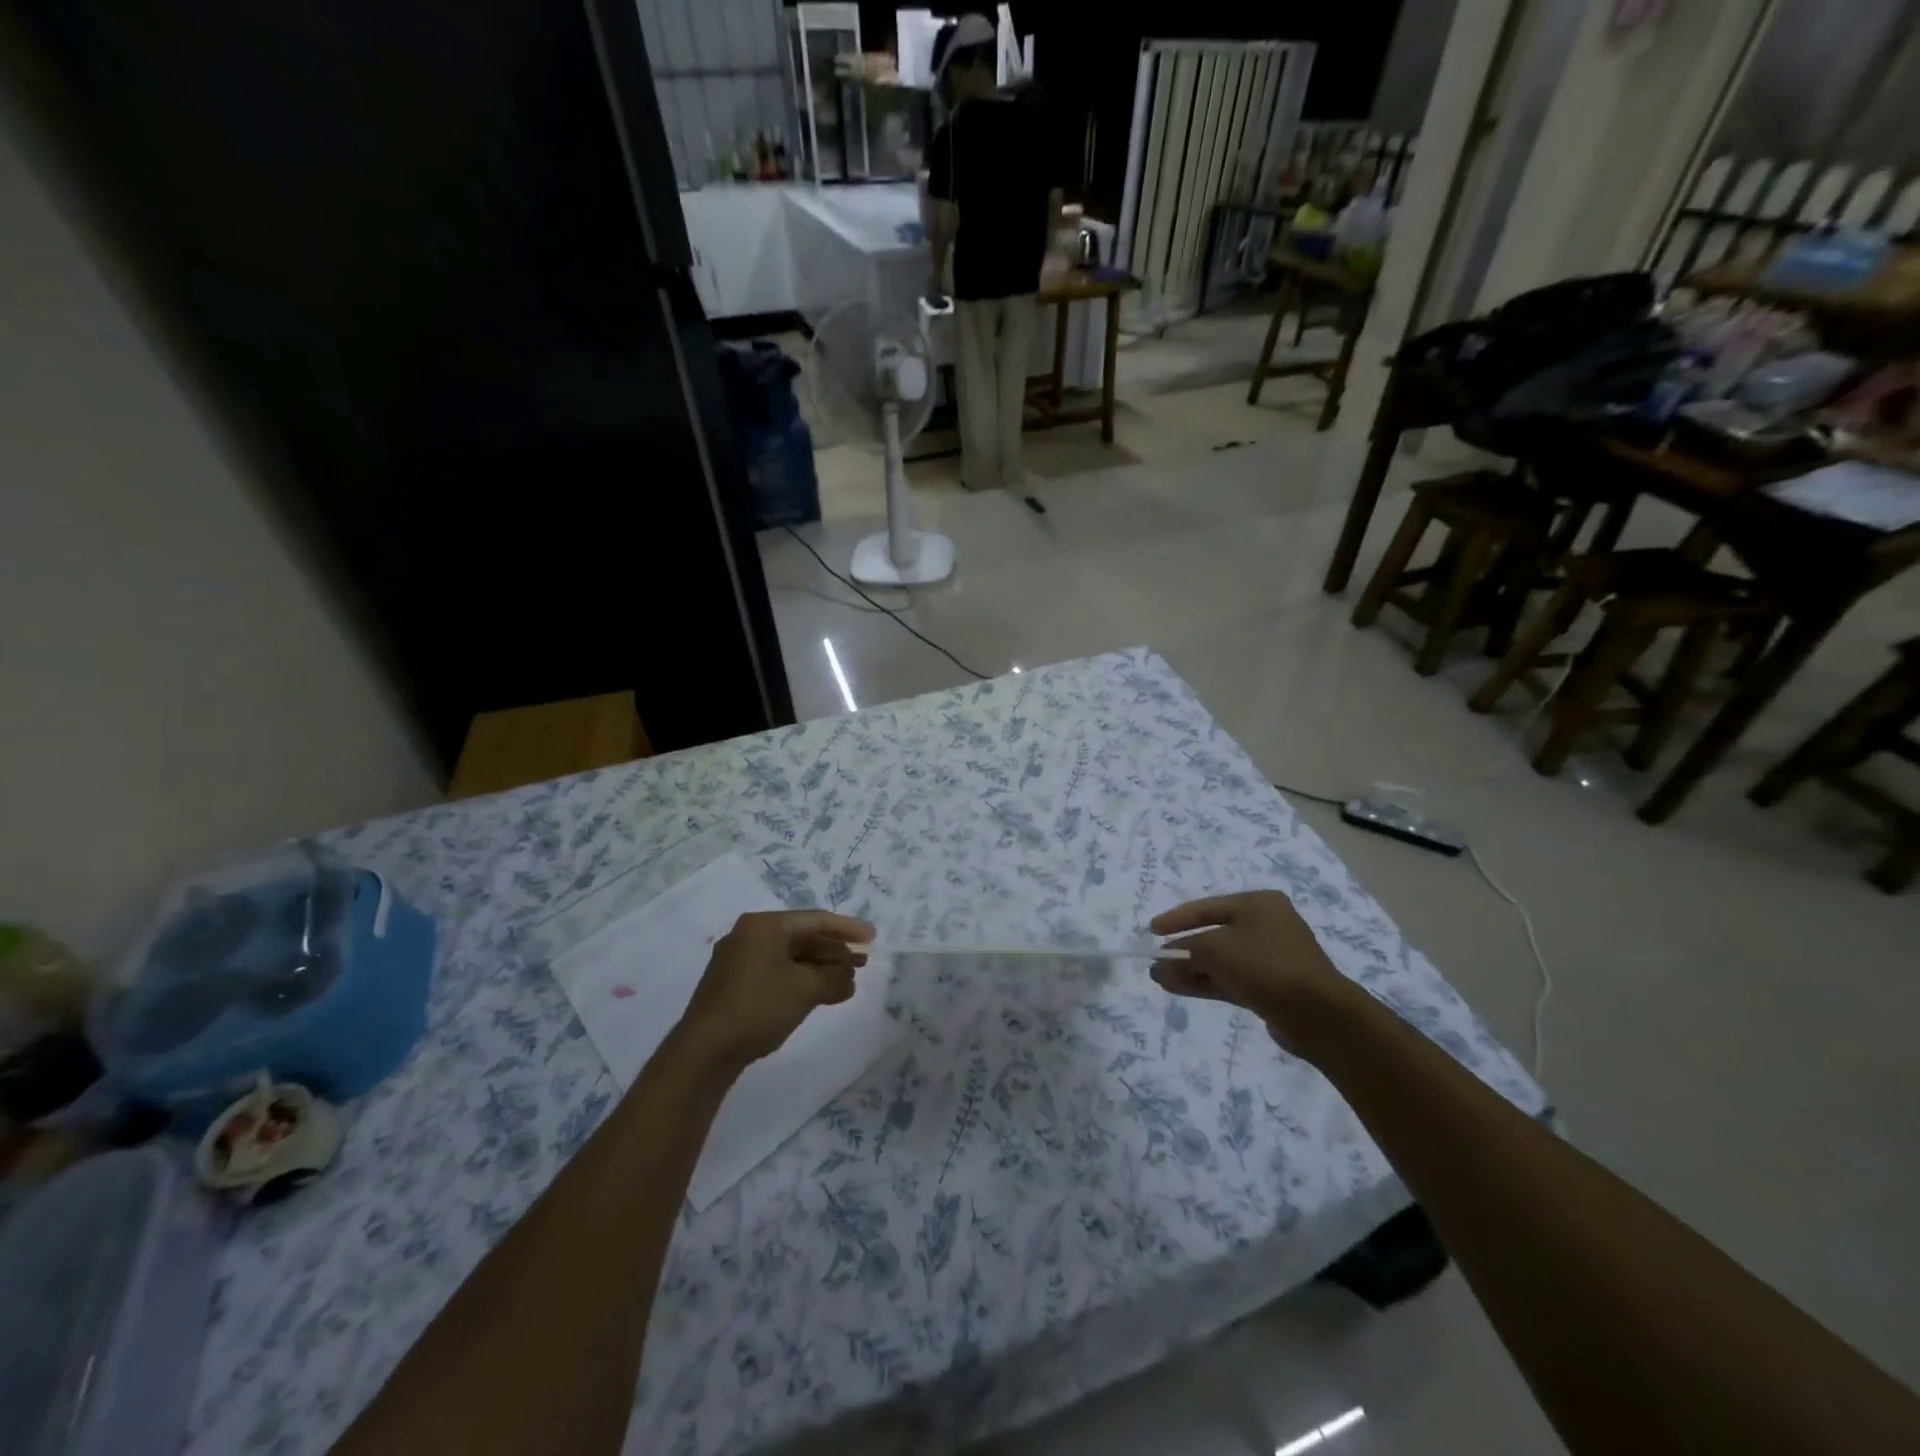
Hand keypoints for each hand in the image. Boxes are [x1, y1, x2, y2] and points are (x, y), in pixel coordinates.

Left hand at [674, 910, 874, 1074]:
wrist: (704, 1051)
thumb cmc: (758, 1007)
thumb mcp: (805, 989)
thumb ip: (834, 978)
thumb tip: (849, 977)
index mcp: (764, 925)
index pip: (815, 920)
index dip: (847, 929)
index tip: (872, 937)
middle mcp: (750, 935)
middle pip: (802, 937)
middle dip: (834, 951)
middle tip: (863, 962)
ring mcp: (740, 961)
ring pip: (790, 957)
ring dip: (820, 969)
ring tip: (848, 981)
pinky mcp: (735, 985)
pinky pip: (777, 973)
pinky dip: (801, 980)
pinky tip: (822, 995)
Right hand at [1148, 891, 1355, 1043]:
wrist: (1317, 1013)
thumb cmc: (1264, 964)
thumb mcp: (1214, 949)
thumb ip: (1185, 952)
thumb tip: (1161, 963)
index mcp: (1258, 904)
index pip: (1207, 907)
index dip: (1176, 919)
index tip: (1151, 931)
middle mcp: (1267, 926)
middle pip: (1214, 935)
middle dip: (1183, 950)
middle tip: (1156, 961)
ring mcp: (1271, 958)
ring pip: (1221, 961)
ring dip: (1190, 969)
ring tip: (1159, 979)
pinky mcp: (1272, 988)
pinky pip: (1231, 979)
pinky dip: (1205, 982)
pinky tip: (1179, 988)